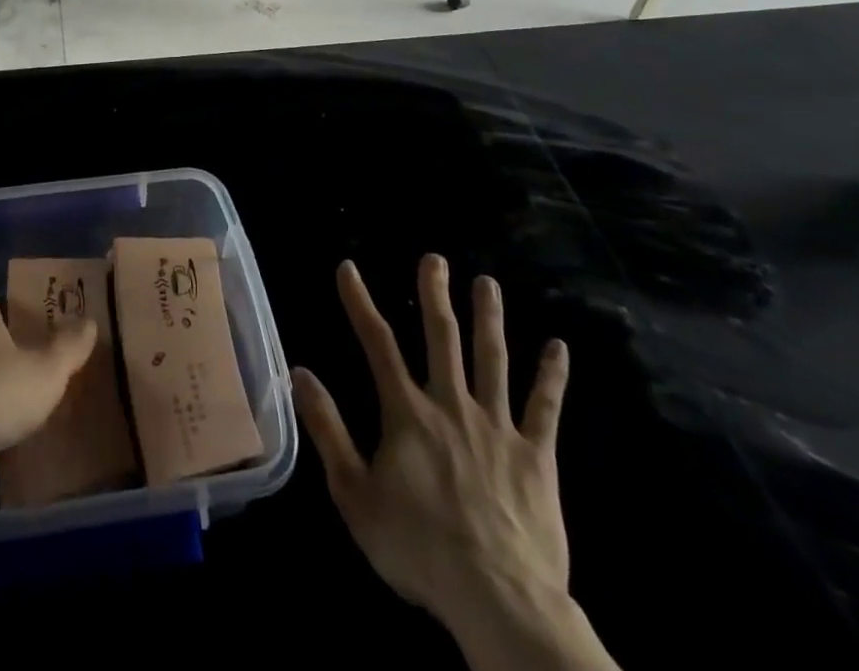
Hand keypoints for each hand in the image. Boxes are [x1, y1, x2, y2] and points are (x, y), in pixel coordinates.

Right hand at [294, 256, 574, 651]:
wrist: (499, 600)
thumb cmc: (419, 548)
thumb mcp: (354, 494)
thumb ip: (327, 429)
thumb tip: (299, 372)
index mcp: (408, 412)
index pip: (377, 343)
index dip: (359, 302)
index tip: (348, 268)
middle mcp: (452, 405)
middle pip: (442, 338)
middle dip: (435, 294)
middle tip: (434, 258)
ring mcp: (498, 427)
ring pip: (492, 359)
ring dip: (489, 318)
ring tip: (487, 283)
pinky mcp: (537, 455)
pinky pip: (545, 408)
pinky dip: (552, 377)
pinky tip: (559, 347)